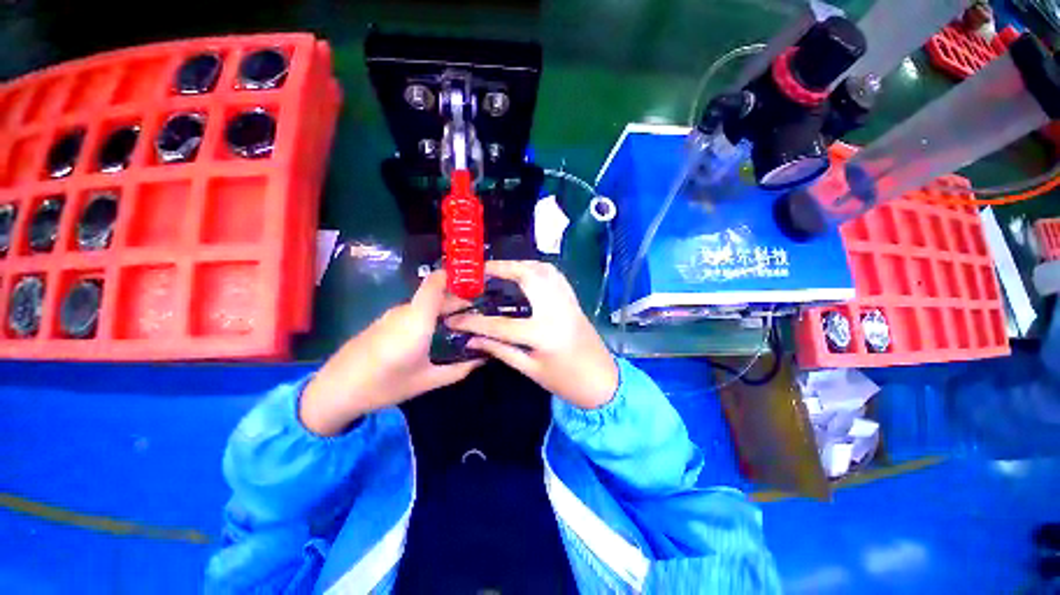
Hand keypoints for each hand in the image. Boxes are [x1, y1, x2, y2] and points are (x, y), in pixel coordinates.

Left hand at [300, 271, 482, 435]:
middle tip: (478, 310)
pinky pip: (412, 311)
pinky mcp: (382, 322)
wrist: (334, 391)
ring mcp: (391, 315)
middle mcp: (404, 311)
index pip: (435, 282)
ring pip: (423, 303)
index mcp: (417, 320)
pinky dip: (429, 314)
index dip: (455, 276)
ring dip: (443, 307)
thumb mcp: (427, 381)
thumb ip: (458, 370)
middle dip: (457, 297)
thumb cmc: (384, 385)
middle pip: (434, 293)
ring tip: (462, 321)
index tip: (475, 282)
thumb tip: (482, 361)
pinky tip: (436, 330)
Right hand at [447, 261, 618, 409]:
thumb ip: (500, 351)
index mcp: (543, 334)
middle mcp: (555, 309)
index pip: (500, 325)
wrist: (603, 380)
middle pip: (526, 277)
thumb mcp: (531, 370)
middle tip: (479, 271)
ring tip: (500, 269)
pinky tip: (525, 273)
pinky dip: (536, 268)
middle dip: (501, 269)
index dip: (473, 322)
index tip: (453, 319)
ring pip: (542, 270)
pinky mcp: (573, 299)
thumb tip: (471, 340)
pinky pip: (554, 275)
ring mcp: (567, 300)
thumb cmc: (566, 381)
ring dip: (519, 264)